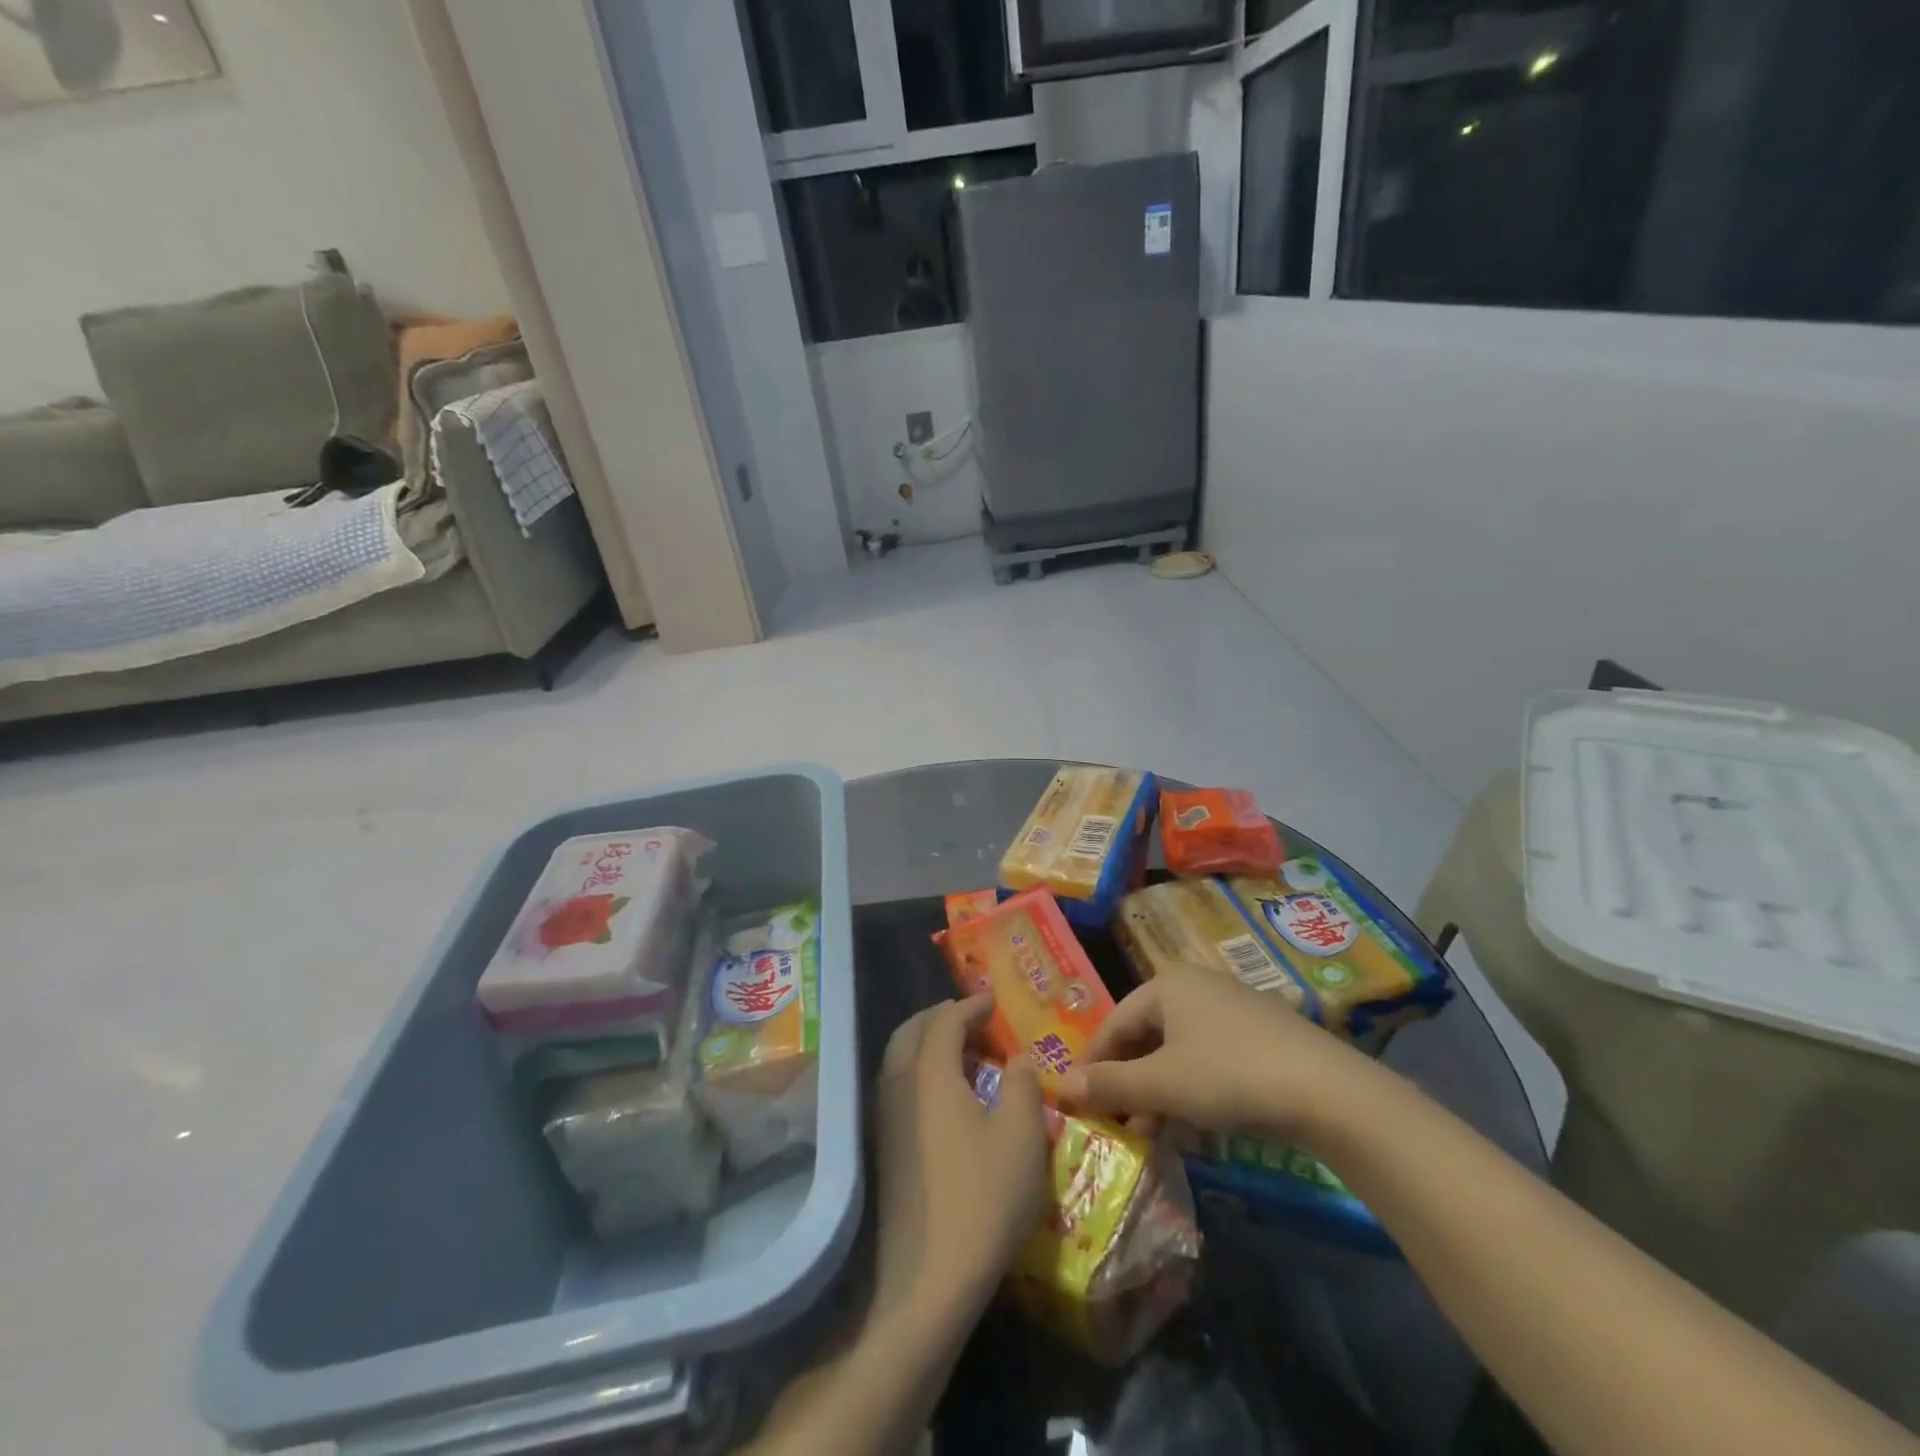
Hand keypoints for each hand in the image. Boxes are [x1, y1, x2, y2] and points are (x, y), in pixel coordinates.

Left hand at [872, 996, 1049, 1319]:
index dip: (970, 1005)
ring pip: (899, 1059)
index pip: (945, 1020)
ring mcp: (885, 1118)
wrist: (928, 1278)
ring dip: (927, 1043)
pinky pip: (898, 1086)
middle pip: (912, 1031)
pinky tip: (945, 1095)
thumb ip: (1024, 1085)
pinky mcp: (883, 1148)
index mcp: (929, 1072)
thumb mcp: (1022, 1135)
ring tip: (962, 1053)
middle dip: (940, 1017)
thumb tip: (1018, 1060)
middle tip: (972, 1019)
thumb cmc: (983, 1197)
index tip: (992, 1000)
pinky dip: (919, 1072)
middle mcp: (898, 1084)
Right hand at [1060, 968, 1380, 1142]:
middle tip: (1115, 1125)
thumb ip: (1109, 1085)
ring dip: (1159, 1095)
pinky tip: (1193, 1130)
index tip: (1077, 1102)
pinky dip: (1193, 1093)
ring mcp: (1232, 1011)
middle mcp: (1197, 987)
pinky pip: (1209, 1061)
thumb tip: (1059, 1086)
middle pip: (1147, 1037)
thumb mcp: (1162, 1084)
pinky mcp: (1261, 1038)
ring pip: (1179, 1053)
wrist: (1328, 1092)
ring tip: (1151, 1137)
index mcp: (1167, 984)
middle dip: (1129, 1084)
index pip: (1114, 1022)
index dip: (1093, 1063)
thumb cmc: (1229, 1075)